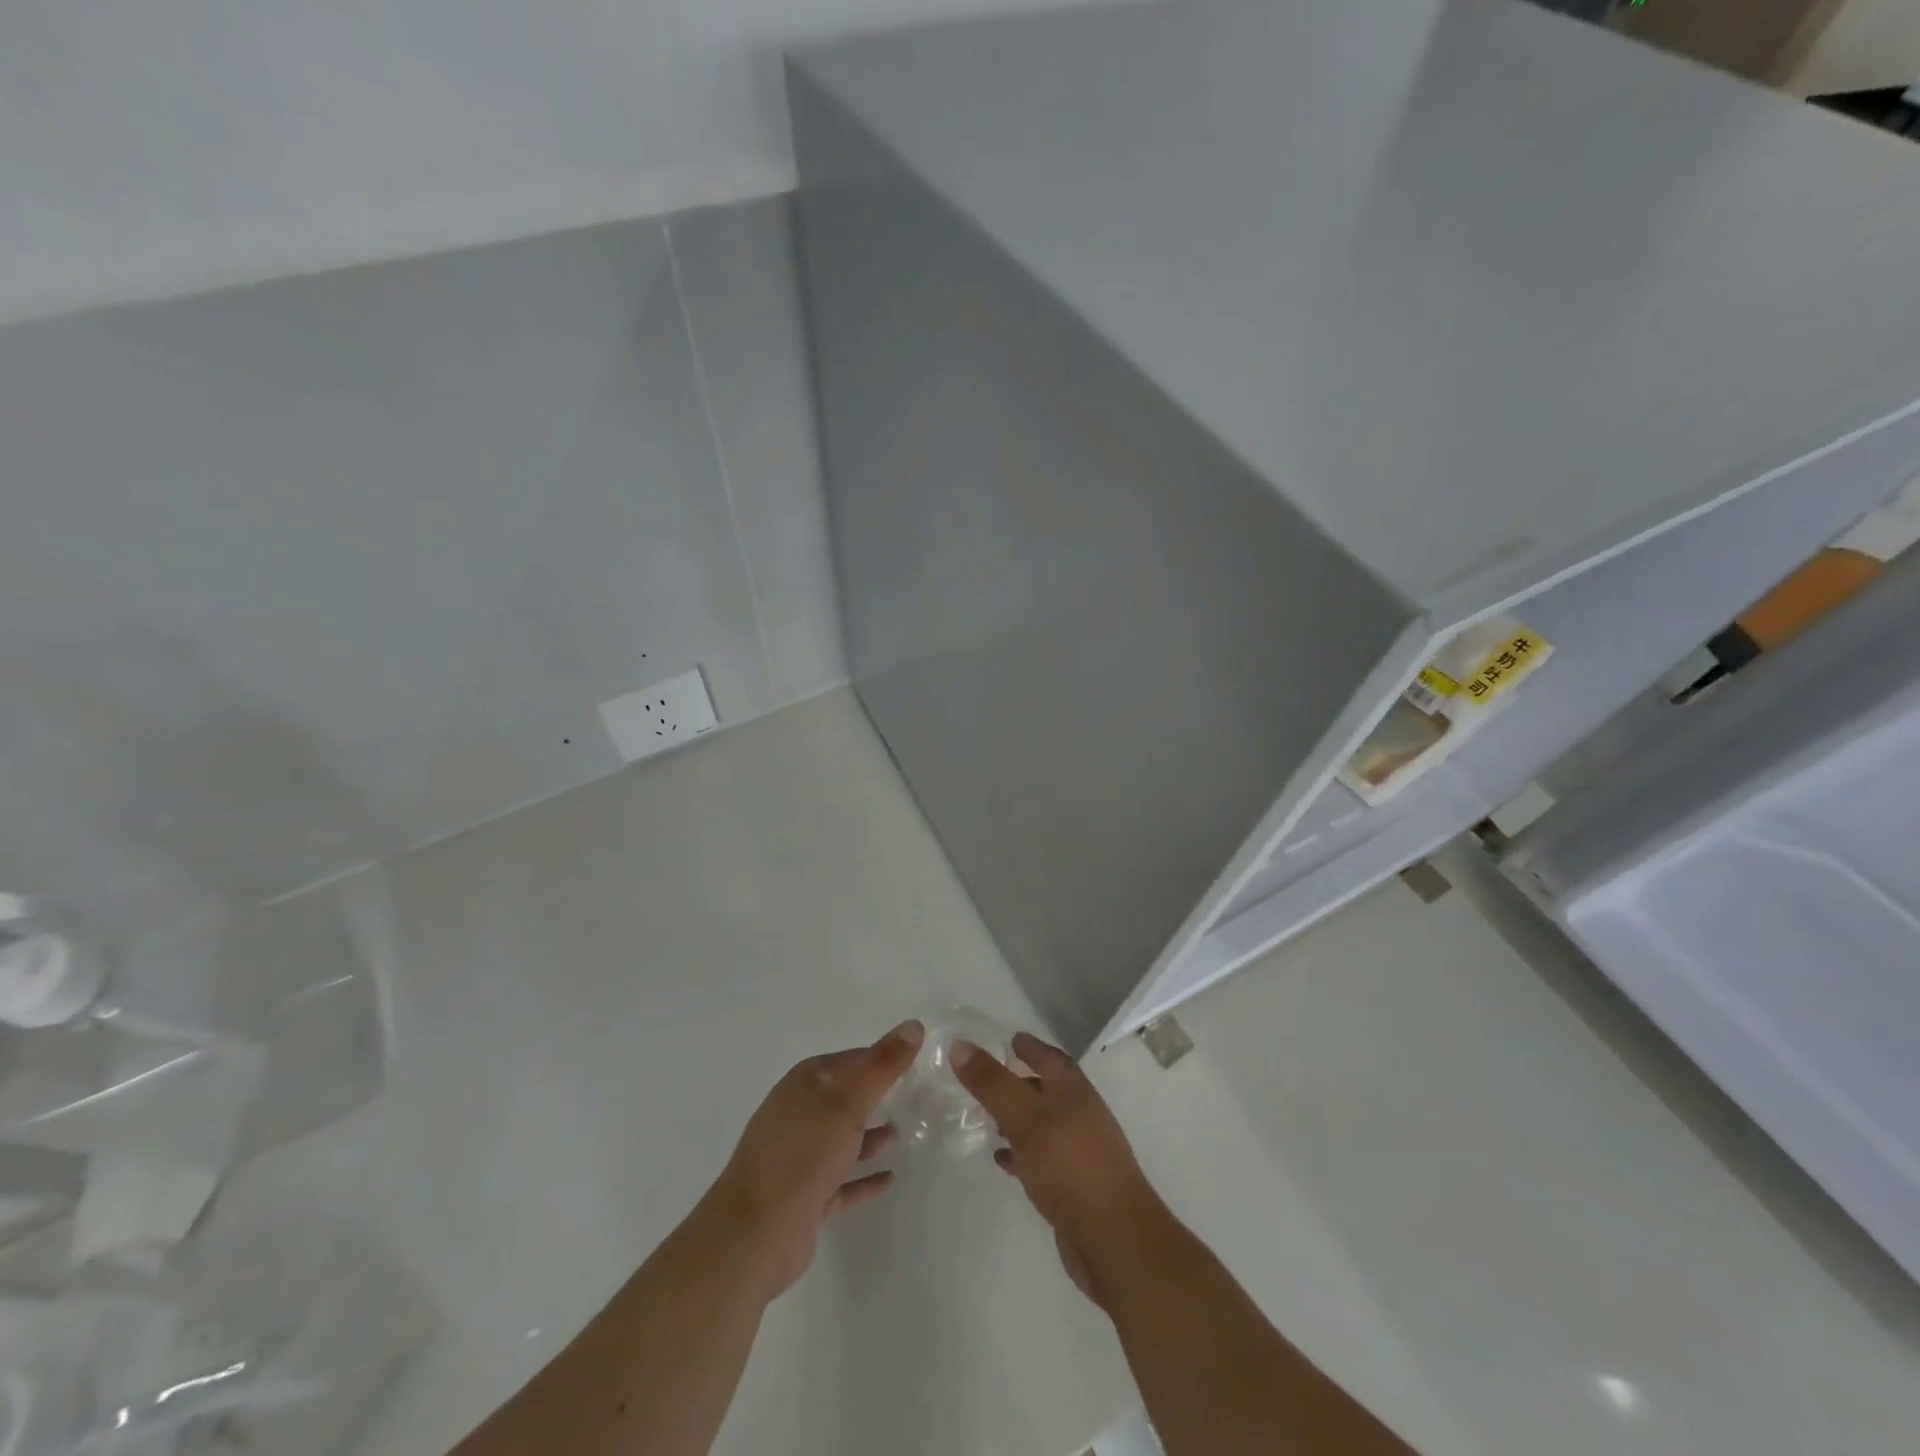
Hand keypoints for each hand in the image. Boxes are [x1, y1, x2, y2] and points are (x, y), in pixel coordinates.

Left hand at [699, 1020, 923, 1299]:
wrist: (755, 1233)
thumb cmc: (804, 1154)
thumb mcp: (849, 1101)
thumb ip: (882, 1065)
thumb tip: (914, 1025)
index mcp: (804, 1085)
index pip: (849, 1061)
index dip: (879, 1059)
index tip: (912, 1061)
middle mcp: (798, 1115)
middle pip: (843, 1099)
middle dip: (874, 1096)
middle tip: (912, 1096)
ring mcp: (798, 1159)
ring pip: (841, 1140)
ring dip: (869, 1136)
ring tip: (900, 1134)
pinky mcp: (804, 1199)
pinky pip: (841, 1182)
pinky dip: (863, 1178)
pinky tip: (889, 1179)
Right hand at [952, 1032, 1169, 1307]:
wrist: (1115, 1240)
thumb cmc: (1070, 1167)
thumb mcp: (1025, 1119)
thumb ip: (992, 1083)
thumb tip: (960, 1045)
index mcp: (1074, 1092)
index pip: (1050, 1058)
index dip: (1029, 1047)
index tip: (1007, 1039)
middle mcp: (1080, 1116)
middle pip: (1047, 1089)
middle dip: (1020, 1082)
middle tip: (987, 1079)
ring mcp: (1080, 1152)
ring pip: (1043, 1125)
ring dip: (1018, 1118)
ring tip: (987, 1118)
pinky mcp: (1074, 1186)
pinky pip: (1042, 1158)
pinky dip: (1021, 1153)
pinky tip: (1001, 1159)